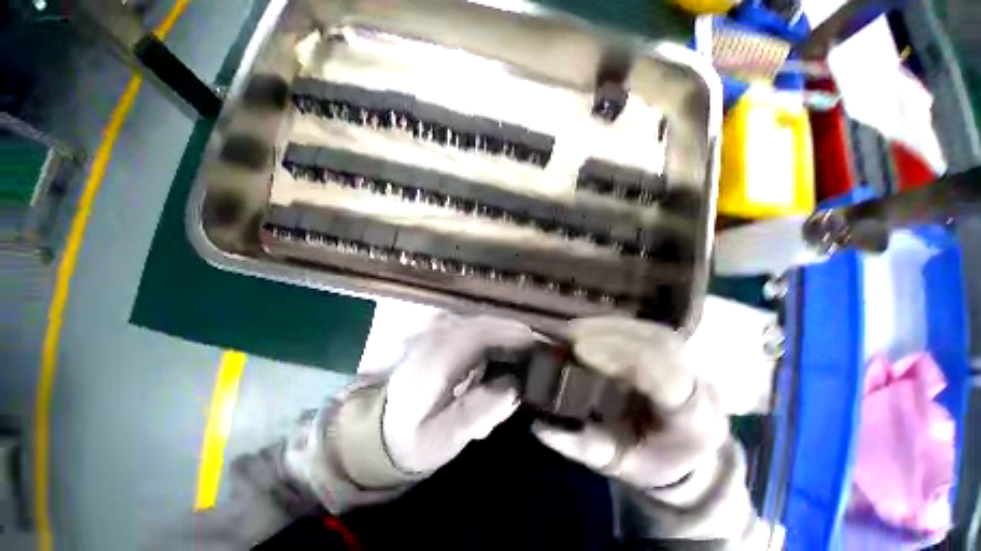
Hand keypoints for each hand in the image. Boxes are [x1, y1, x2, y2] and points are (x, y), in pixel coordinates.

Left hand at [382, 315, 534, 474]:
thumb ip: (482, 409)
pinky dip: (493, 343)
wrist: (381, 430)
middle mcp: (438, 336)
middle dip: (515, 338)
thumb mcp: (446, 437)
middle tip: (535, 363)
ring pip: (484, 325)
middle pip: (487, 324)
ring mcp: (438, 334)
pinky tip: (496, 366)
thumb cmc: (412, 438)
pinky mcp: (441, 338)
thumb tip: (515, 385)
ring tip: (518, 367)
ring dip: (505, 340)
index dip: (516, 337)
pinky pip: (476, 331)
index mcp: (438, 357)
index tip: (541, 350)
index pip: (484, 333)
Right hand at [533, 317, 727, 490]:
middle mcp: (700, 384)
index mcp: (693, 420)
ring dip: (611, 325)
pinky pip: (647, 329)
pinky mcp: (676, 350)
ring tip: (576, 328)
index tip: (580, 350)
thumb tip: (541, 427)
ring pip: (653, 331)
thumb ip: (581, 447)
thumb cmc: (652, 461)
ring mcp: (692, 363)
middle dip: (610, 333)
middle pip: (661, 343)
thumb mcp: (616, 464)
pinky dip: (617, 325)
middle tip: (569, 333)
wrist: (686, 452)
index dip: (621, 356)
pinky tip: (592, 327)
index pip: (664, 377)